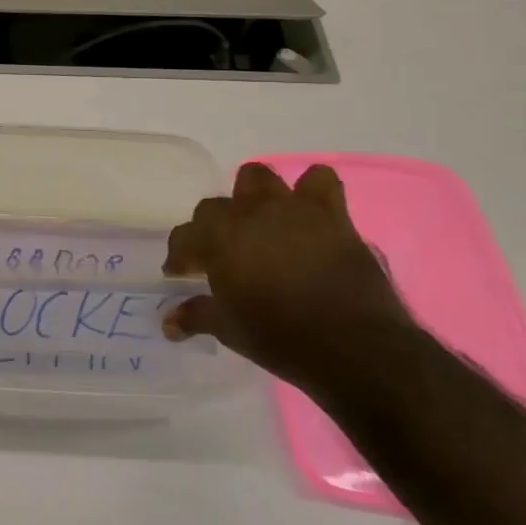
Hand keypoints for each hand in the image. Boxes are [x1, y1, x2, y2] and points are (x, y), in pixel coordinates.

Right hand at [161, 162, 414, 391]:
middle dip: (211, 228)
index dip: (179, 257)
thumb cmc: (282, 338)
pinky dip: (311, 191)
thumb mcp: (229, 330)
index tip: (181, 275)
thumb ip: (195, 316)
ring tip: (259, 222)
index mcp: (217, 239)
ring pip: (258, 177)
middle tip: (221, 256)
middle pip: (214, 206)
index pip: (184, 237)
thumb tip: (168, 322)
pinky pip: (320, 181)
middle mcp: (248, 214)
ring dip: (253, 196)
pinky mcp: (331, 215)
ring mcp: (290, 210)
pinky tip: (308, 213)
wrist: (356, 347)